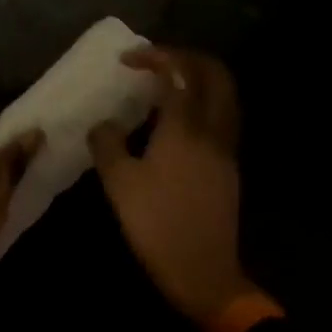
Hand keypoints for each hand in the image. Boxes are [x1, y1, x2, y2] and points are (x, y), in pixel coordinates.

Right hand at [88, 47, 256, 324]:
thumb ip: (107, 143)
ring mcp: (225, 148)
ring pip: (224, 94)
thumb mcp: (118, 184)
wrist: (205, 275)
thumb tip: (102, 124)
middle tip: (157, 60)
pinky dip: (203, 101)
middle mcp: (211, 129)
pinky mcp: (229, 166)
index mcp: (184, 128)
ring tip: (168, 83)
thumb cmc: (157, 225)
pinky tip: (177, 118)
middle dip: (186, 56)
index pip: (178, 72)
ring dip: (199, 77)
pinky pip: (222, 116)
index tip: (128, 60)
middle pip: (214, 74)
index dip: (154, 57)